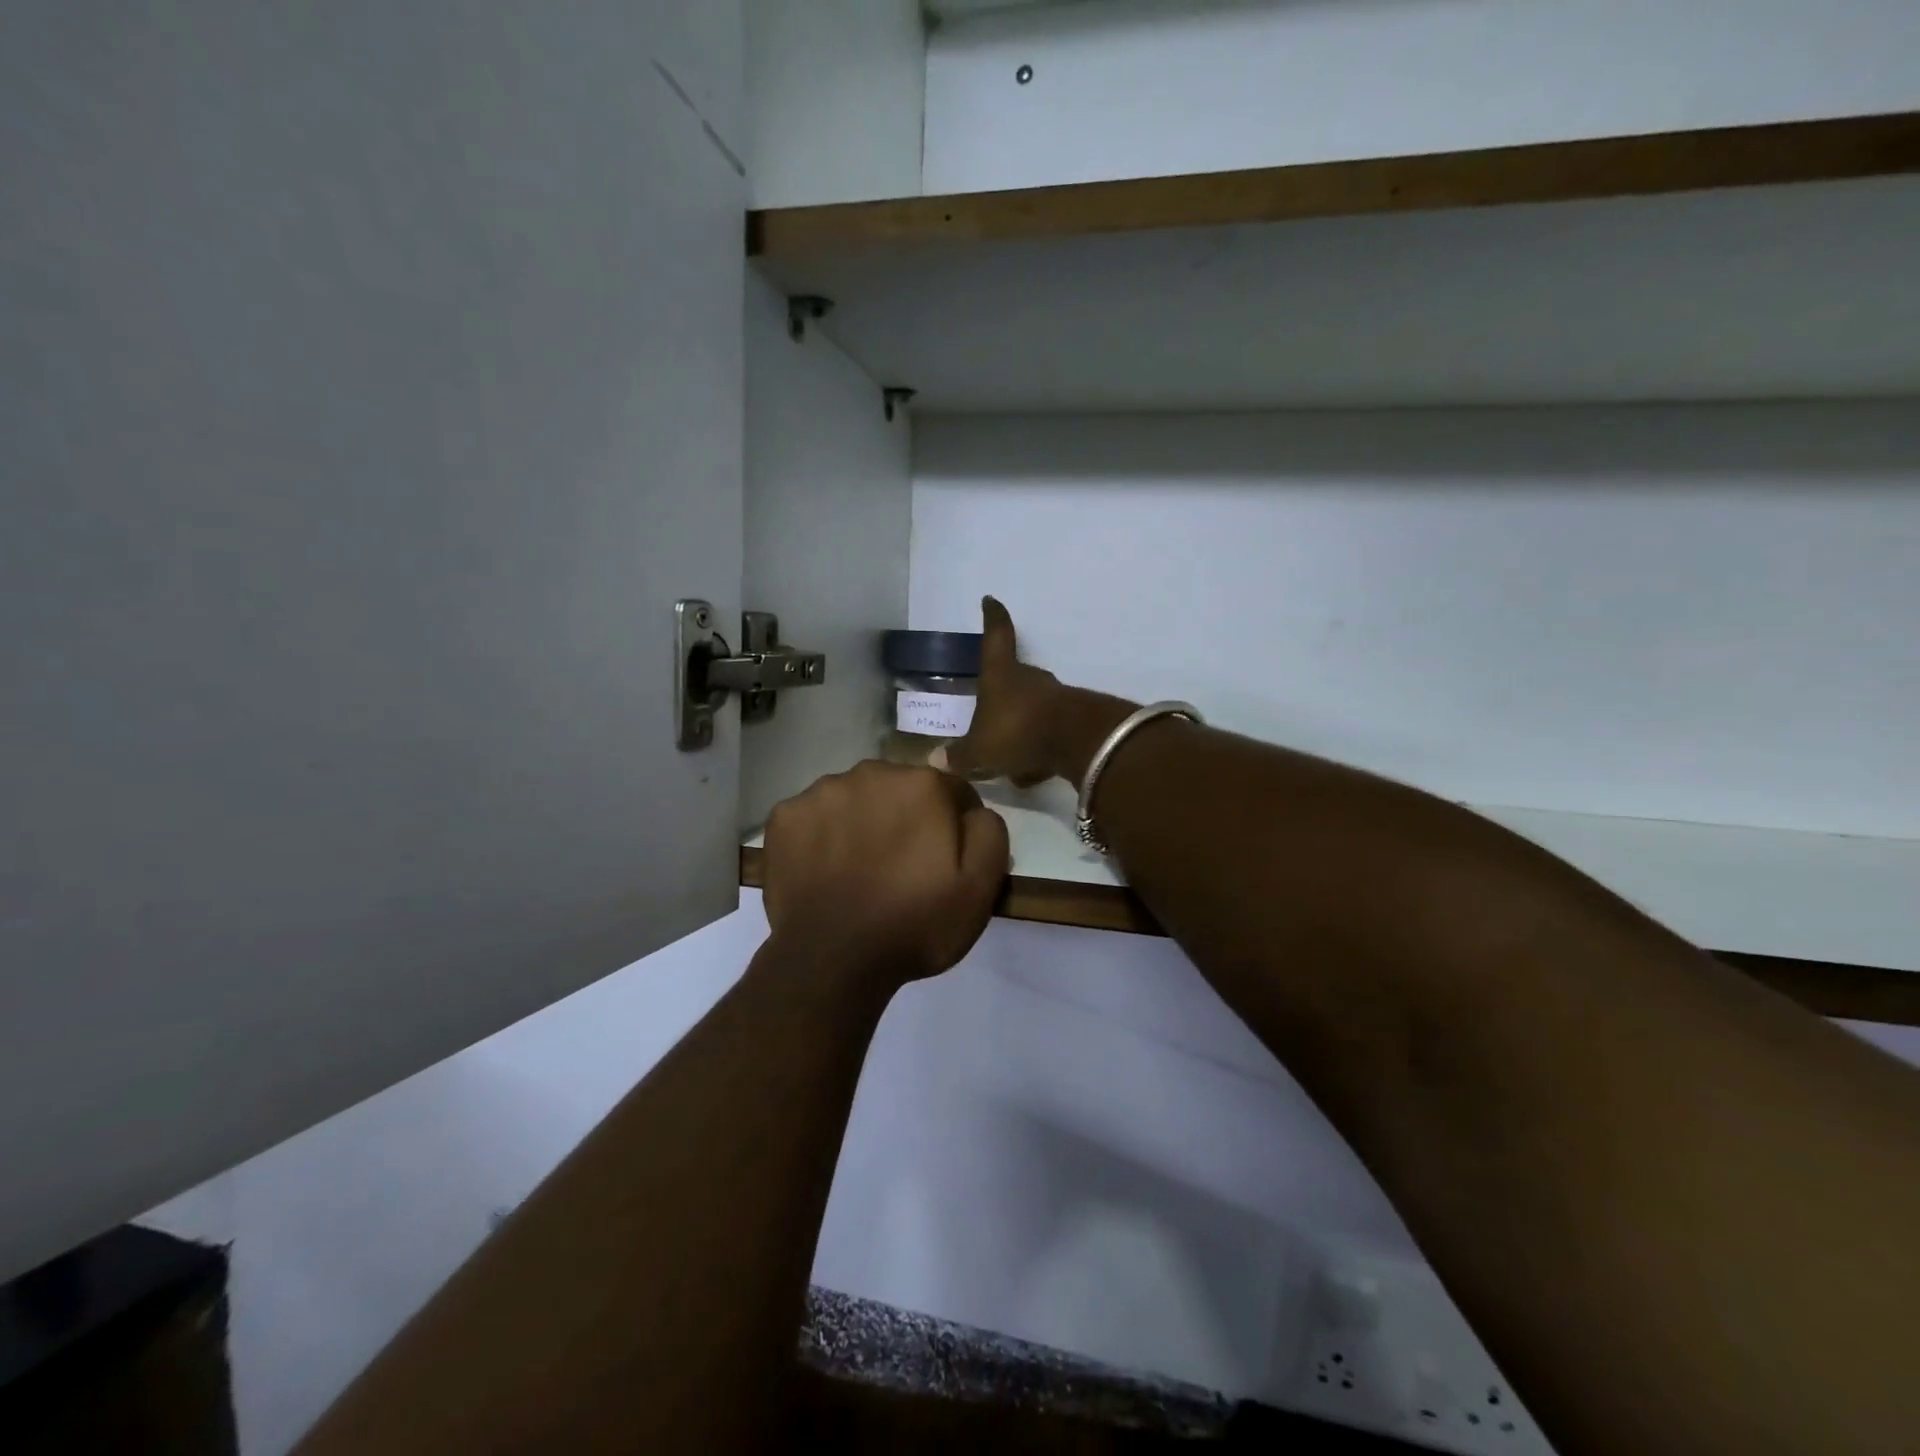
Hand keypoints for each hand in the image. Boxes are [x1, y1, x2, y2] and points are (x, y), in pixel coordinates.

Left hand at [760, 760, 1008, 992]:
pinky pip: (813, 817)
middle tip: (902, 867)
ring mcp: (820, 792)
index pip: (951, 790)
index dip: (954, 826)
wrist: (832, 962)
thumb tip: (973, 811)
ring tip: (859, 870)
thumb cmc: (913, 924)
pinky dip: (821, 836)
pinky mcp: (784, 817)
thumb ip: (988, 831)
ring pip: (854, 799)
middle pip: (900, 789)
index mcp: (922, 784)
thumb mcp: (979, 887)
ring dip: (862, 822)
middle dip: (906, 818)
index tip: (945, 860)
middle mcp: (871, 772)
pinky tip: (824, 870)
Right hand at [933, 597, 1069, 786]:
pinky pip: (1046, 732)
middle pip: (1012, 677)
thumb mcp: (980, 750)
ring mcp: (1054, 697)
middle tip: (987, 715)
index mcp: (1000, 674)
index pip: (995, 636)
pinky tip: (1030, 773)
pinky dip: (1036, 750)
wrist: (1077, 742)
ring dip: (1018, 728)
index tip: (991, 600)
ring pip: (1029, 709)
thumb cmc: (1017, 732)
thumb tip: (935, 760)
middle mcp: (1028, 678)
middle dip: (1000, 694)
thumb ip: (959, 756)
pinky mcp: (1073, 719)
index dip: (992, 617)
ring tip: (1006, 758)